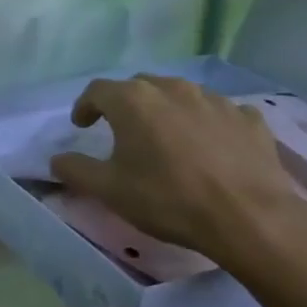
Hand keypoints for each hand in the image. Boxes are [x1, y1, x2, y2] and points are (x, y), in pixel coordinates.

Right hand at [49, 75, 306, 279]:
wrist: (251, 219)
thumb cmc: (168, 199)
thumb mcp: (109, 190)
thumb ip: (76, 170)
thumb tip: (56, 159)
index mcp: (133, 100)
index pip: (97, 91)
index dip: (85, 106)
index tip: (82, 125)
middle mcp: (172, 89)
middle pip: (139, 87)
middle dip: (126, 104)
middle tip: (122, 131)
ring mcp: (214, 100)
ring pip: (180, 95)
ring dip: (167, 111)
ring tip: (167, 138)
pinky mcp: (249, 119)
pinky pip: (220, 112)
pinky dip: (208, 123)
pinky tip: (211, 145)